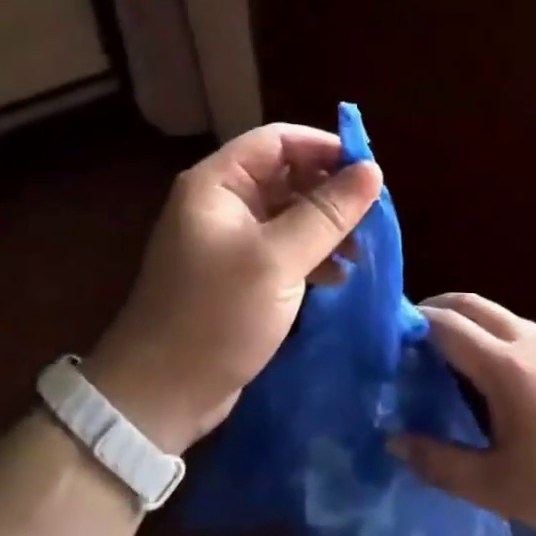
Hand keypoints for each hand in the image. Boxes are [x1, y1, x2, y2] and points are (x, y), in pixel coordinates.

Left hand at [86, 123, 382, 453]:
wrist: (162, 395)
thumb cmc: (215, 316)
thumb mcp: (277, 261)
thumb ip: (326, 213)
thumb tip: (373, 170)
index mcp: (218, 184)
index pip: (277, 140)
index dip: (323, 147)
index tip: (370, 170)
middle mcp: (223, 203)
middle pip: (286, 174)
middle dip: (330, 191)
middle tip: (373, 215)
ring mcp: (230, 240)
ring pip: (289, 213)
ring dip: (326, 226)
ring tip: (363, 250)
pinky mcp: (240, 275)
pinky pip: (284, 248)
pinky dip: (313, 255)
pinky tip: (340, 276)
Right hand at [390, 293, 535, 535]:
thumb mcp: (498, 488)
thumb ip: (440, 463)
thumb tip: (394, 441)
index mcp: (506, 367)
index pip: (446, 324)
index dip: (413, 322)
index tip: (389, 335)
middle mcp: (533, 341)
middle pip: (474, 304)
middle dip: (438, 309)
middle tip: (413, 336)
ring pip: (506, 318)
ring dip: (474, 326)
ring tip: (458, 363)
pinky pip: (534, 337)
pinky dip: (506, 342)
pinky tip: (514, 387)